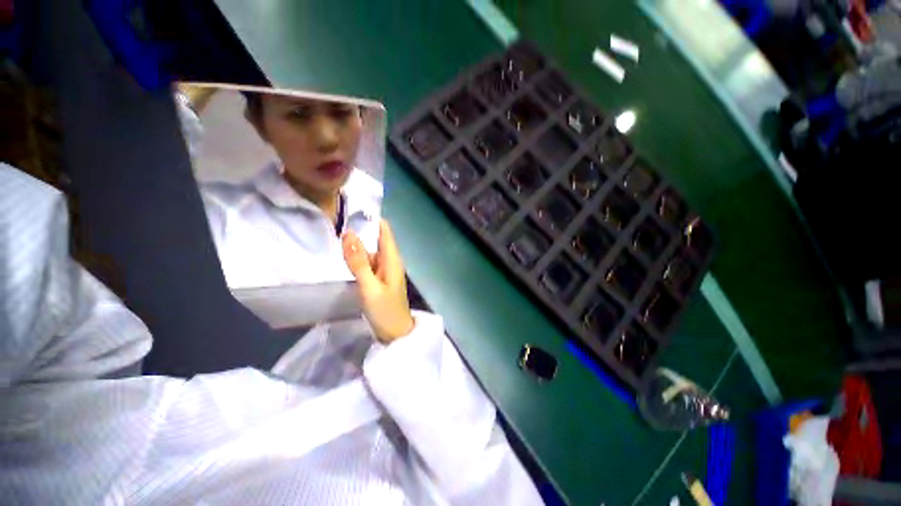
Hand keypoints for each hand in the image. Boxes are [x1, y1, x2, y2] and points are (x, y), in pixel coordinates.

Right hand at [342, 220, 414, 342]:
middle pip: (376, 240)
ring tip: (334, 236)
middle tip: (335, 220)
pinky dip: (358, 259)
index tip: (353, 207)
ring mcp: (384, 271)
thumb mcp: (370, 286)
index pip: (385, 231)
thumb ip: (359, 262)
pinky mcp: (379, 280)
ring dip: (357, 245)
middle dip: (360, 230)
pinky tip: (344, 258)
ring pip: (370, 252)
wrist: (396, 334)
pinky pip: (368, 264)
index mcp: (392, 259)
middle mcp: (390, 261)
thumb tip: (349, 234)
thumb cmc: (386, 311)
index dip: (372, 218)